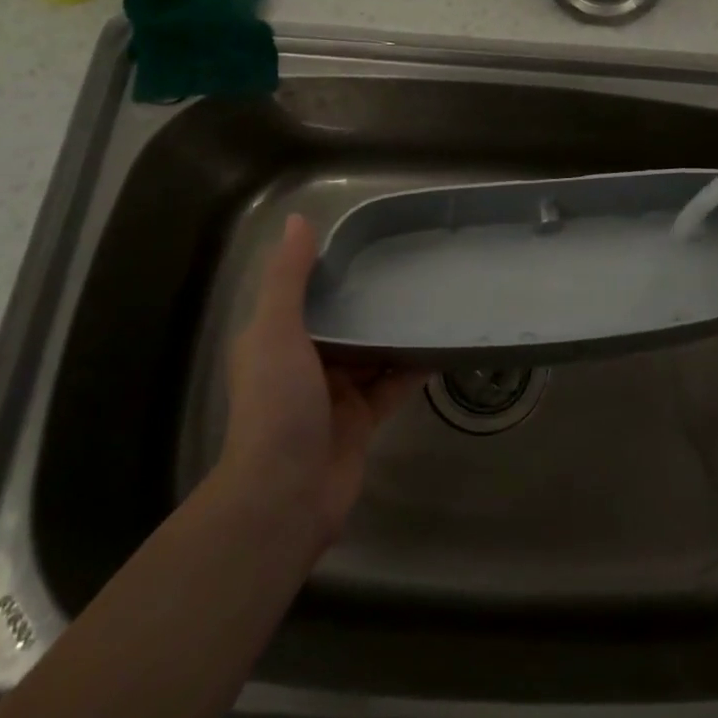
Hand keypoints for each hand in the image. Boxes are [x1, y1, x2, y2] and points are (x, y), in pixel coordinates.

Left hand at [219, 215, 425, 557]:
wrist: (284, 498)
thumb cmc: (276, 405)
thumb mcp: (275, 332)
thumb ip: (288, 278)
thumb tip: (298, 219)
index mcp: (276, 340)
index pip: (307, 294)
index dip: (334, 269)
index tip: (371, 244)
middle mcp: (303, 363)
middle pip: (343, 322)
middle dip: (371, 300)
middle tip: (413, 268)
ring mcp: (335, 394)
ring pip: (371, 352)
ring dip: (395, 332)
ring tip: (433, 299)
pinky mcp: (362, 420)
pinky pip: (392, 384)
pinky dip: (413, 366)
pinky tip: (442, 344)